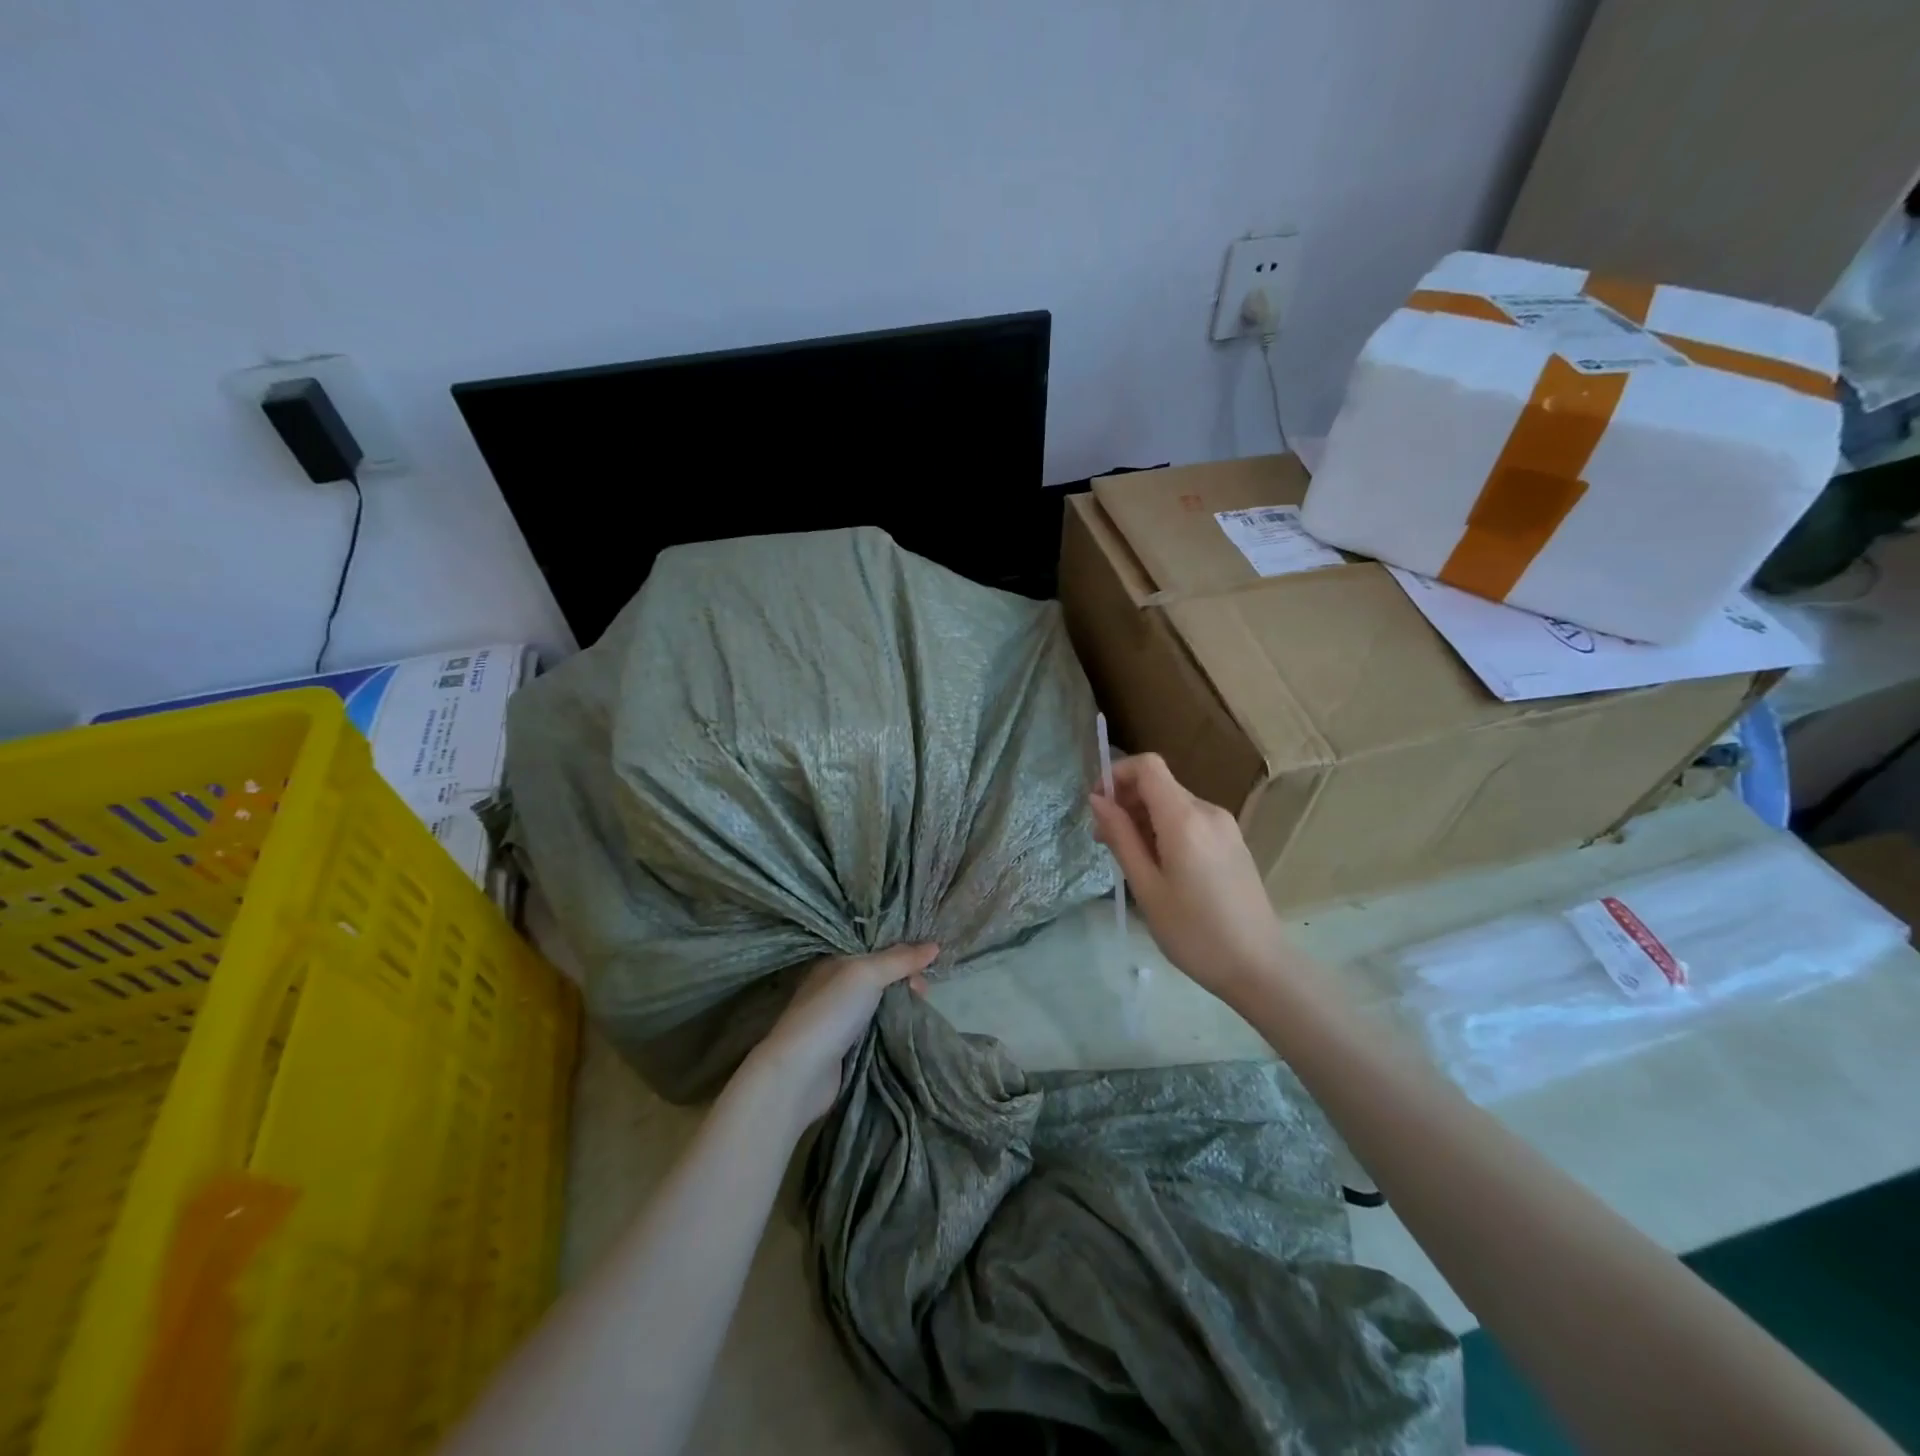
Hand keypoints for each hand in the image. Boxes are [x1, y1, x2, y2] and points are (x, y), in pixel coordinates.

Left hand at [743, 943, 938, 1123]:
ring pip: (881, 1001)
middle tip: (923, 992)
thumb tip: (935, 945)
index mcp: (835, 961)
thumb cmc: (831, 1011)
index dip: (902, 951)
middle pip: (881, 974)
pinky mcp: (846, 1045)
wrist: (800, 1072)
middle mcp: (836, 984)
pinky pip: (877, 1026)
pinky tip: (909, 1026)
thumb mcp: (867, 974)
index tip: (926, 962)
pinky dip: (893, 1024)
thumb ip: (900, 959)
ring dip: (902, 1002)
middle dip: (905, 978)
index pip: (875, 946)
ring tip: (921, 1008)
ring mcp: (840, 1016)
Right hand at [1089, 752, 1289, 1004]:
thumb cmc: (1194, 932)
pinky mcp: (1232, 842)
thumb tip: (1098, 800)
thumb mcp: (1146, 887)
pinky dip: (1165, 830)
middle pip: (1159, 785)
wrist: (1259, 967)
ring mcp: (1225, 827)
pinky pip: (1190, 821)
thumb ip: (1121, 838)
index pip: (1148, 767)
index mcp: (1185, 819)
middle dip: (1126, 802)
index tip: (1098, 805)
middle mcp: (1208, 812)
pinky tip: (1159, 866)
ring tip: (1130, 860)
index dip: (1117, 774)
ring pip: (1173, 804)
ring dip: (1144, 818)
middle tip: (1105, 842)